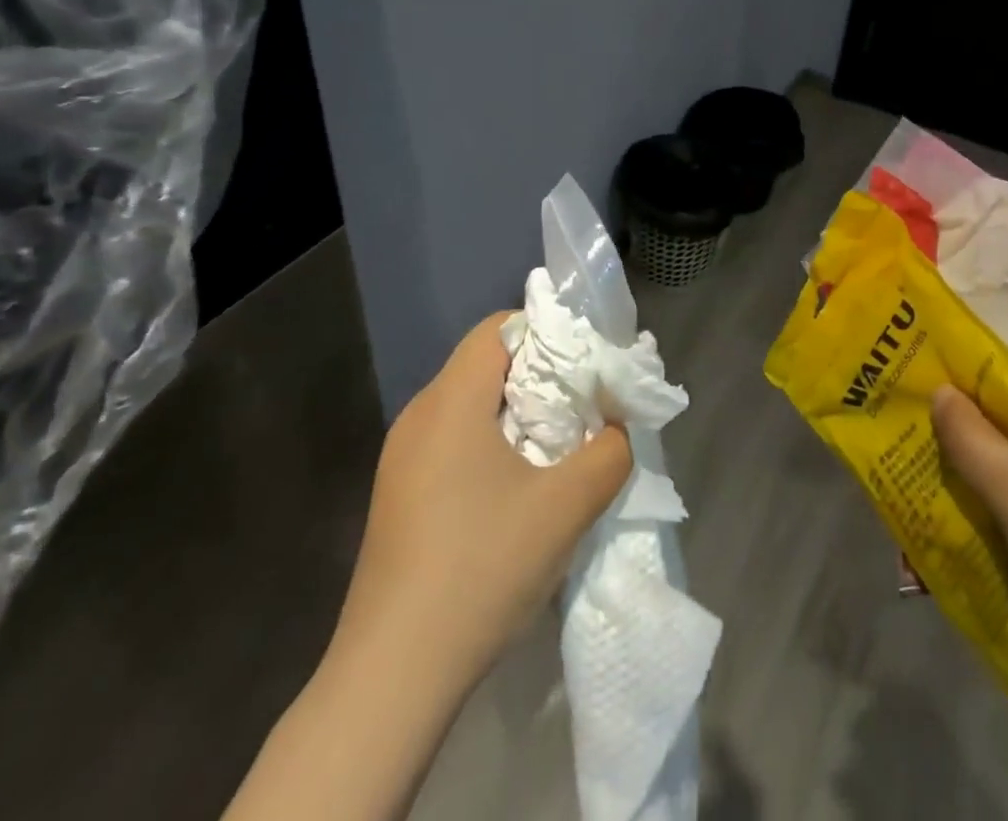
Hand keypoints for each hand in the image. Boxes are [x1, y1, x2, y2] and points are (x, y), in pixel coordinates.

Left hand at [333, 313, 633, 687]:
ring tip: (559, 448)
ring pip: (470, 407)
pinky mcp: (399, 498)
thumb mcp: (567, 506)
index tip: (586, 363)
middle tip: (585, 406)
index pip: (498, 328)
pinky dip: (491, 446)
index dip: (547, 332)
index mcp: (450, 402)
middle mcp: (418, 418)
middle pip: (486, 365)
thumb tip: (616, 429)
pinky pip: (453, 443)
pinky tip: (518, 491)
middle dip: (540, 377)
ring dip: (518, 415)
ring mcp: (401, 461)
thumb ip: (610, 452)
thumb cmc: (481, 569)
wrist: (392, 679)